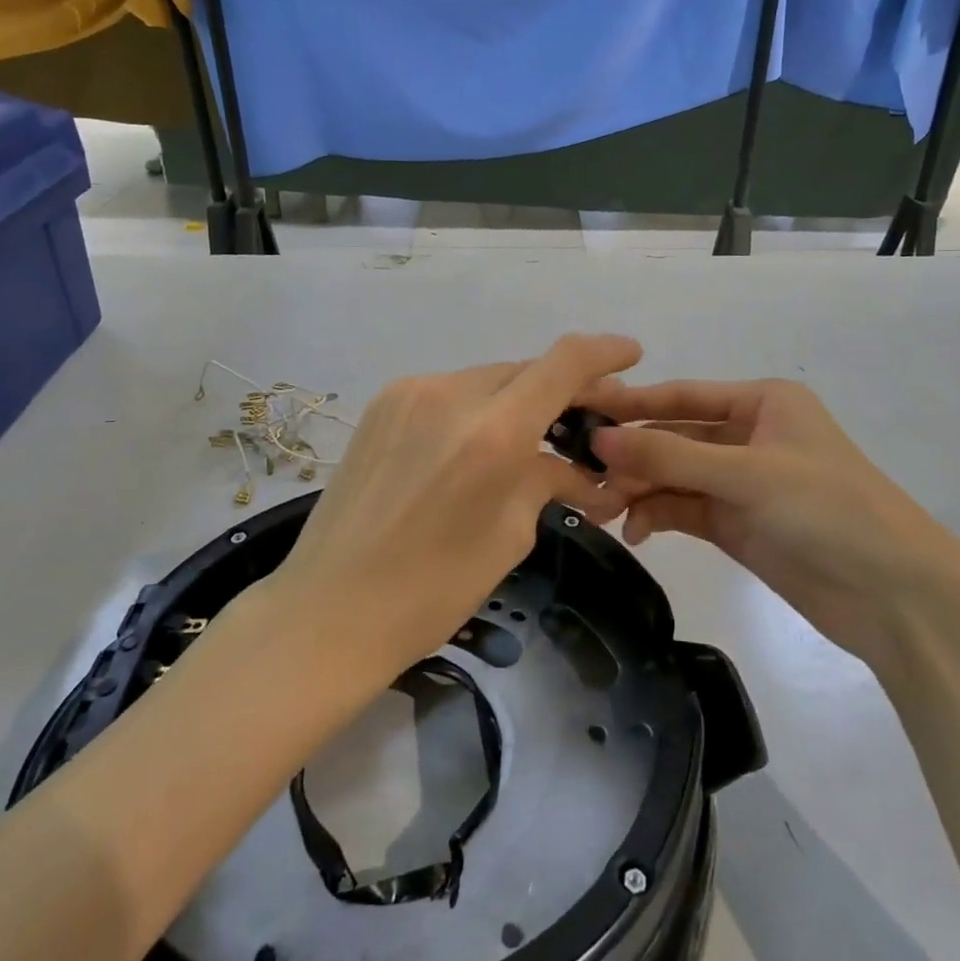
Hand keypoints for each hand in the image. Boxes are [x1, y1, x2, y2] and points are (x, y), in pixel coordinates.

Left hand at [267, 334, 642, 691]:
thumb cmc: (432, 590)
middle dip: (562, 390)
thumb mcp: (510, 535)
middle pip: (526, 370)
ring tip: (531, 440)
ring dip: (517, 401)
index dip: (604, 352)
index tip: (631, 355)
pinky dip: (477, 409)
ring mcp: (410, 393)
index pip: (564, 363)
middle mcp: (451, 393)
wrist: (328, 608)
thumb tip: (586, 473)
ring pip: (487, 380)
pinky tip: (478, 444)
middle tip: (584, 423)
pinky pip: (449, 393)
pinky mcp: (383, 404)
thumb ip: (549, 482)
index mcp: (493, 432)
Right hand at [585, 377, 959, 665]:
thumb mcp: (746, 475)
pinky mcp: (738, 524)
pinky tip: (635, 531)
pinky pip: (684, 509)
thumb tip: (596, 439)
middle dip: (631, 457)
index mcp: (761, 403)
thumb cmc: (827, 509)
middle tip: (582, 476)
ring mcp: (742, 483)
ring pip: (674, 477)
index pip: (682, 396)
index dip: (632, 404)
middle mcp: (749, 436)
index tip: (580, 411)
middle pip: (674, 438)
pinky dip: (657, 516)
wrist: (895, 597)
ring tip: (601, 509)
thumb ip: (668, 459)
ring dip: (639, 490)